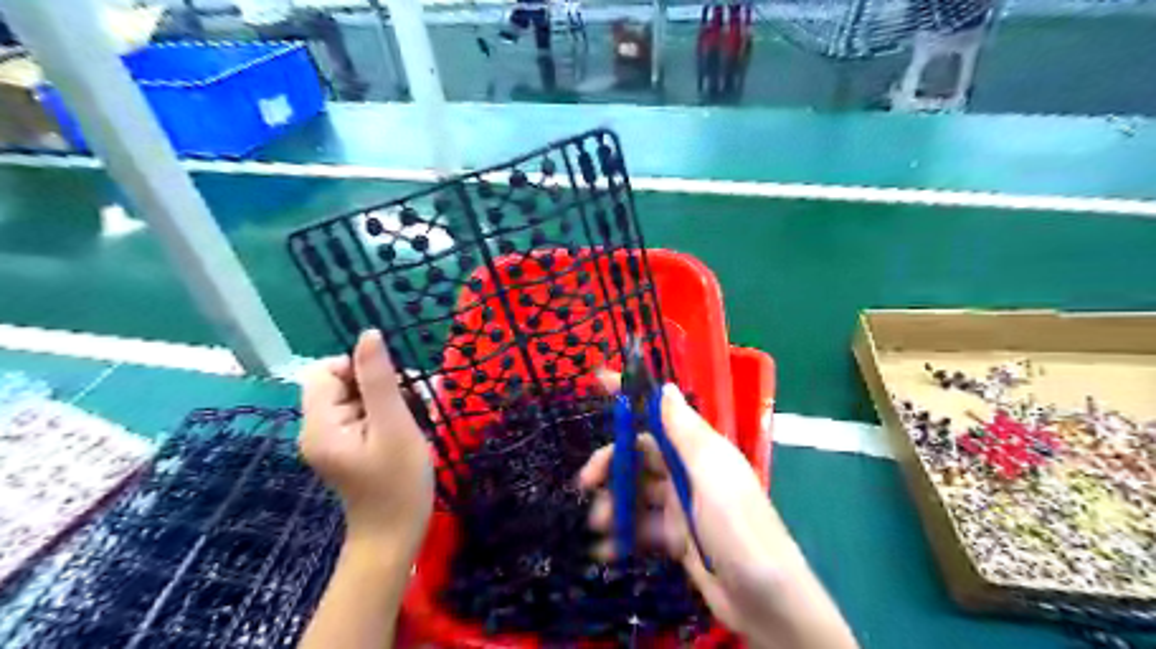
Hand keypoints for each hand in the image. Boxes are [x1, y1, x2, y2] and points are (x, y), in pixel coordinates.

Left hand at [299, 328, 436, 550]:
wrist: (395, 536)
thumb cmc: (399, 482)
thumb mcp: (394, 426)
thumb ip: (379, 379)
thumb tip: (368, 334)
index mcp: (319, 425)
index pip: (325, 371)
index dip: (358, 368)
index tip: (392, 388)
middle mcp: (316, 430)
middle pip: (339, 383)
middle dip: (377, 386)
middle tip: (407, 407)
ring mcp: (330, 441)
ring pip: (354, 398)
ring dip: (385, 400)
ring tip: (409, 422)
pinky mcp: (345, 449)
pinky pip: (361, 415)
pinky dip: (384, 416)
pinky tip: (404, 431)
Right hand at [578, 379, 857, 648]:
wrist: (764, 601)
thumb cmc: (737, 526)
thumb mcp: (711, 473)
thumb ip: (685, 432)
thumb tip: (665, 386)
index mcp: (699, 450)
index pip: (660, 415)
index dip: (630, 399)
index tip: (597, 381)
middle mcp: (688, 473)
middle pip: (639, 457)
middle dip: (610, 466)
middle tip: (585, 483)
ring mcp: (681, 507)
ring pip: (636, 495)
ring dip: (613, 505)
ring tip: (598, 525)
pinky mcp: (677, 539)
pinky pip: (642, 529)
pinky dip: (622, 537)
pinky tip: (607, 551)